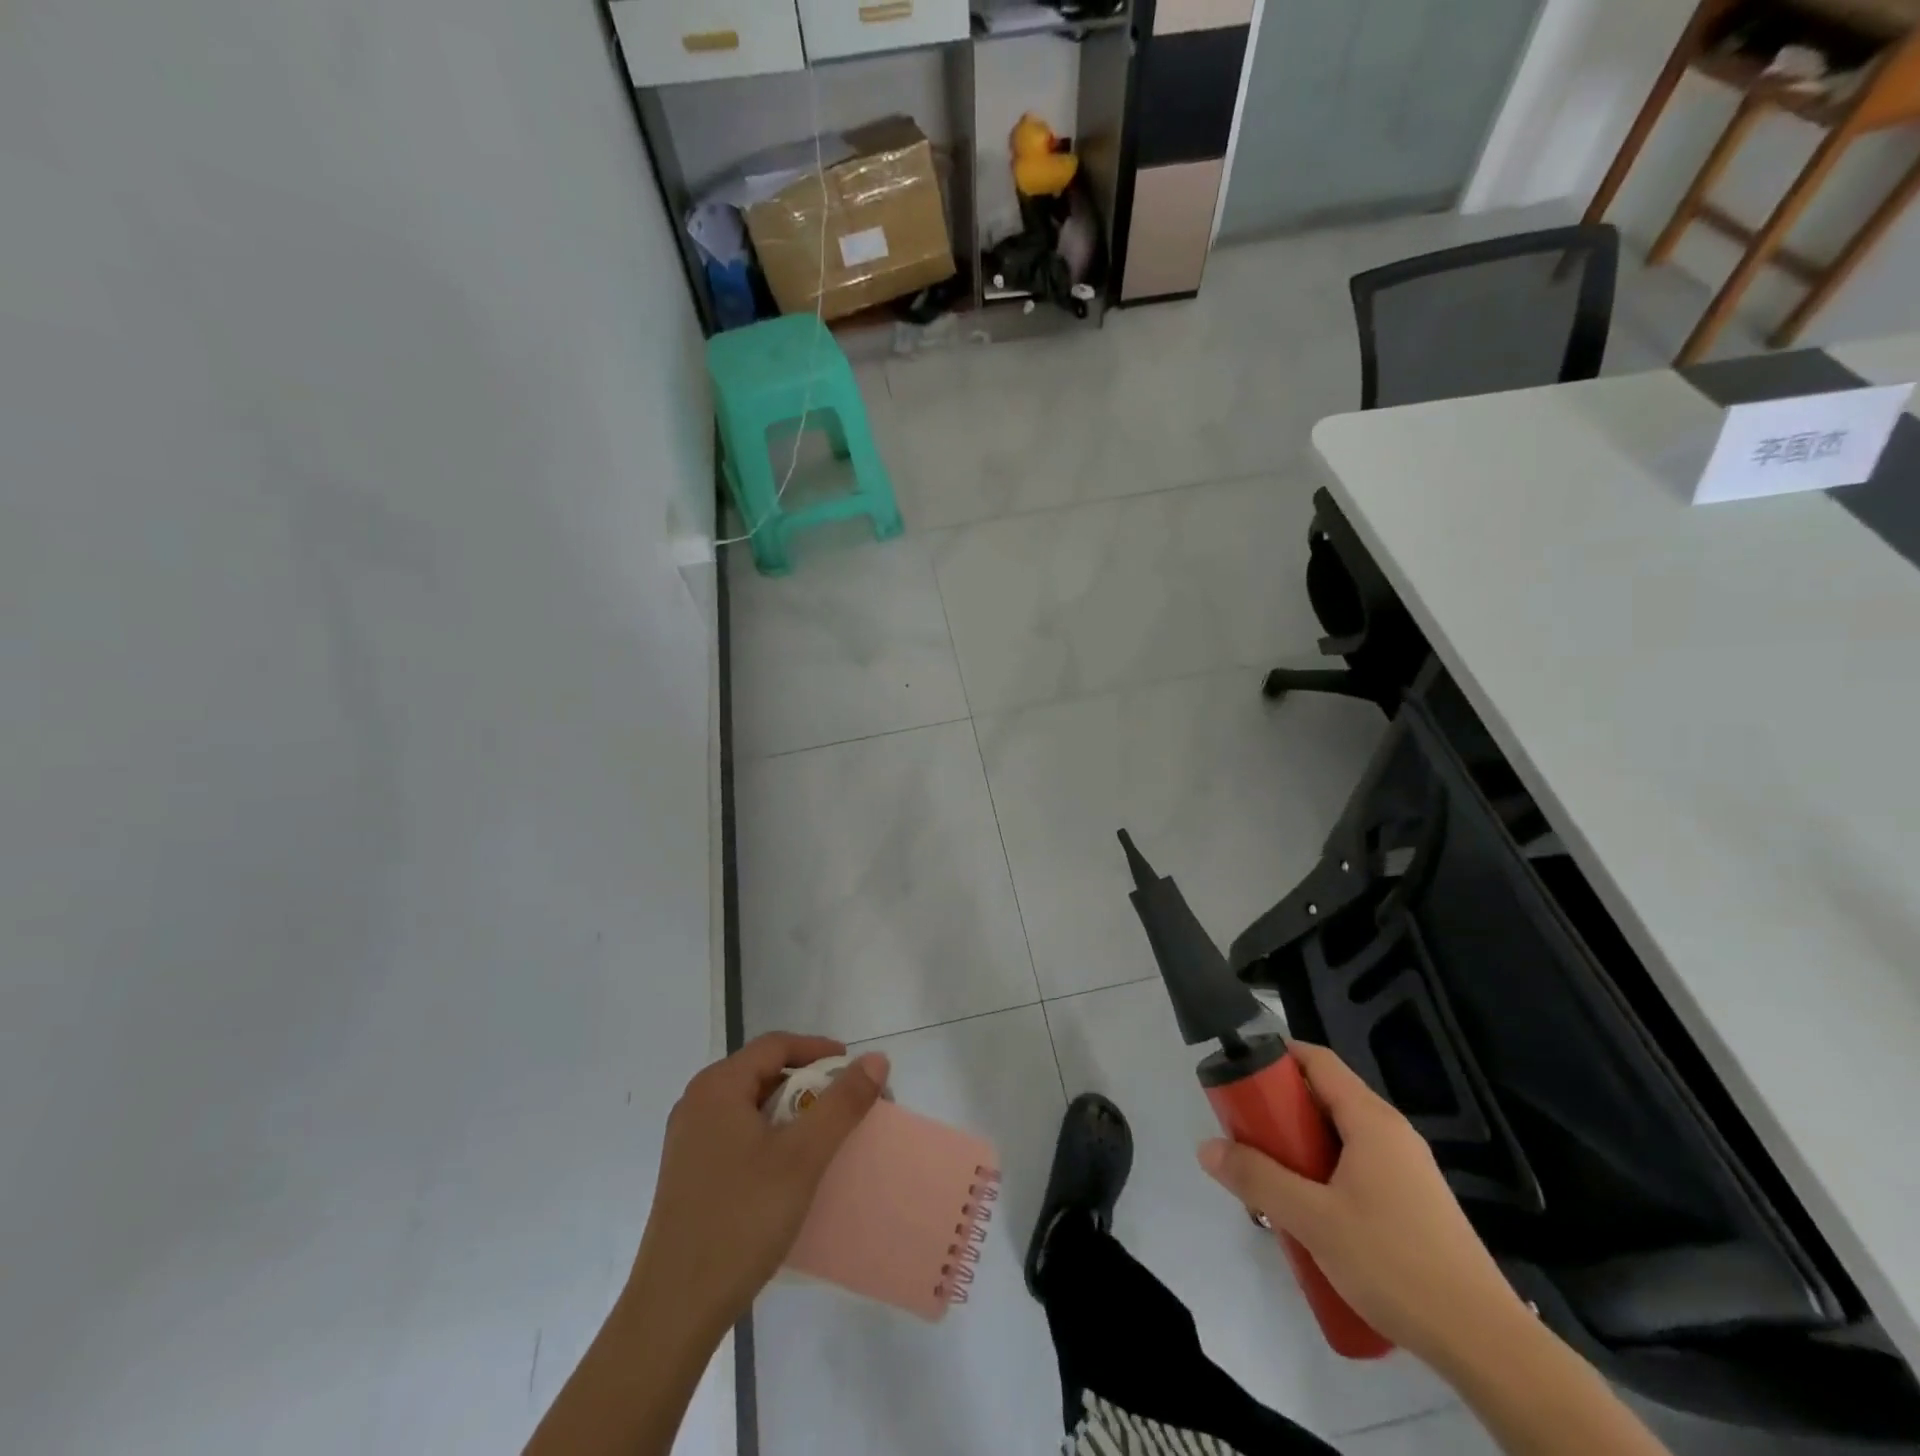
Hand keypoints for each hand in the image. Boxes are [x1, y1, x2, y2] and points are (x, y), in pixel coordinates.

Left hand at [631, 1033, 887, 1334]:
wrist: (673, 1311)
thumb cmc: (741, 1220)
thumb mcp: (802, 1157)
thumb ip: (842, 1103)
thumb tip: (876, 1060)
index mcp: (717, 1087)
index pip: (776, 1045)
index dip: (819, 1050)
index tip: (855, 1070)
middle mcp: (698, 1103)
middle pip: (764, 1074)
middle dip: (810, 1086)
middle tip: (848, 1109)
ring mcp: (689, 1141)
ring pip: (753, 1108)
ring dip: (793, 1115)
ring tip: (826, 1140)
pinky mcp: (690, 1175)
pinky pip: (739, 1137)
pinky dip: (772, 1140)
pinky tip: (792, 1172)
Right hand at [1196, 1042, 1528, 1371]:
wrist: (1486, 1343)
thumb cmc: (1396, 1263)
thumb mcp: (1314, 1220)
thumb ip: (1258, 1179)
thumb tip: (1207, 1147)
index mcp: (1371, 1119)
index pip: (1318, 1060)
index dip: (1277, 1057)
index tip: (1240, 1075)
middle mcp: (1392, 1132)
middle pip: (1326, 1097)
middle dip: (1282, 1111)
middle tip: (1248, 1137)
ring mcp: (1408, 1169)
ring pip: (1341, 1137)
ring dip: (1302, 1148)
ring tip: (1273, 1180)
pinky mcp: (1415, 1203)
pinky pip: (1358, 1166)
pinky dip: (1326, 1173)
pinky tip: (1313, 1217)